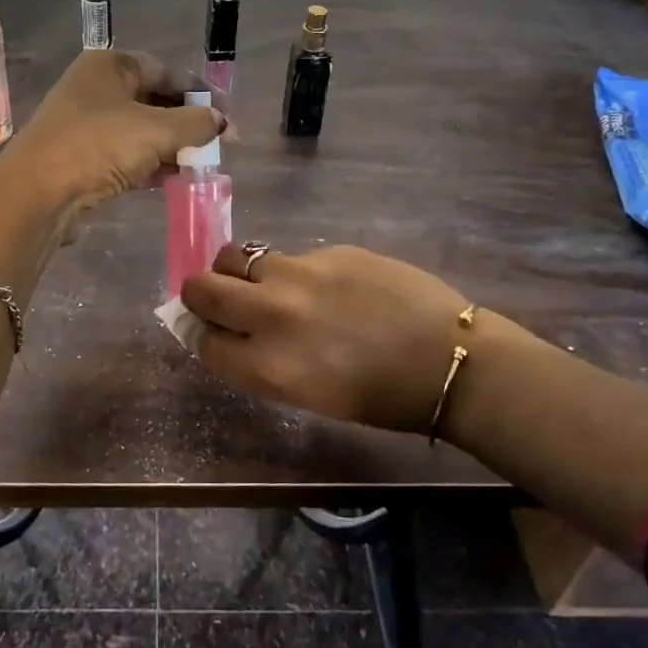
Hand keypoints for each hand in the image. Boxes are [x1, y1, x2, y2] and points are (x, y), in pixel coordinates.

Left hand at [3, 49, 223, 210]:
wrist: (37, 193)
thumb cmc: (98, 145)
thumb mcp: (157, 130)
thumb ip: (196, 123)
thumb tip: (221, 121)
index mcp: (110, 65)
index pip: (165, 70)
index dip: (199, 91)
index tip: (226, 115)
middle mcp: (95, 88)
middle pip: (153, 100)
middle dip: (186, 122)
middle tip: (217, 143)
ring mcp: (85, 124)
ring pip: (140, 130)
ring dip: (171, 146)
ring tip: (201, 164)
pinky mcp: (81, 157)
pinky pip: (125, 154)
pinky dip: (149, 164)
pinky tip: (173, 178)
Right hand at [181, 244, 508, 434]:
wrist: (448, 359)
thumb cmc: (378, 397)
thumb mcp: (306, 394)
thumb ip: (257, 362)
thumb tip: (224, 332)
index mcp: (266, 365)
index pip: (201, 339)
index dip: (199, 332)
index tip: (207, 328)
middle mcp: (272, 314)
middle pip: (201, 287)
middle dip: (199, 291)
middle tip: (219, 297)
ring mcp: (299, 274)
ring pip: (237, 256)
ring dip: (240, 271)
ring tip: (268, 284)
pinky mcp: (329, 250)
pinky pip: (290, 256)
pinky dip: (292, 270)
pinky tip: (327, 287)